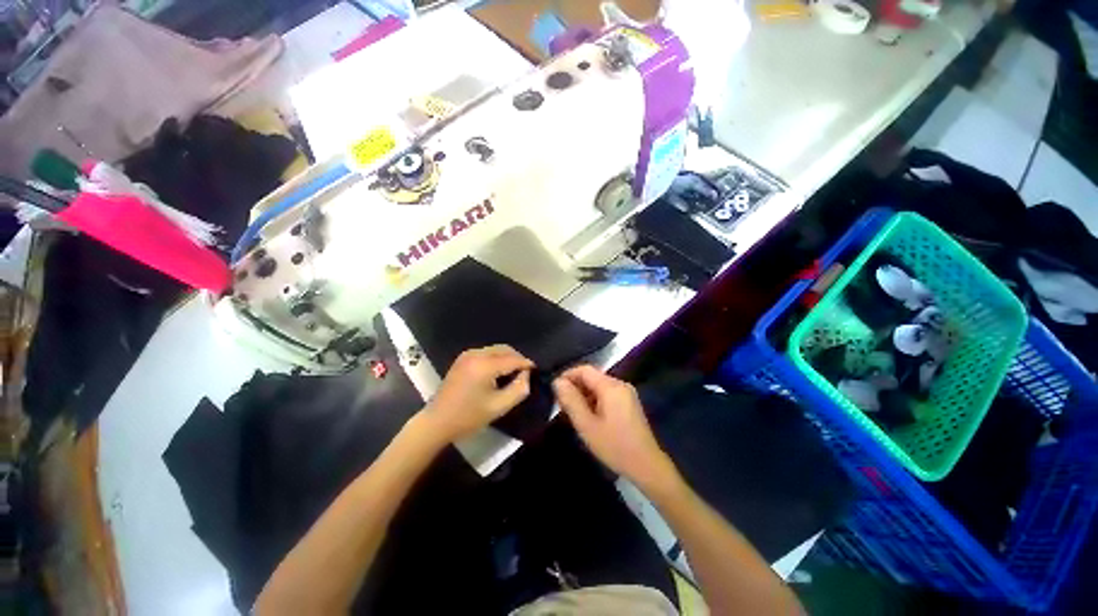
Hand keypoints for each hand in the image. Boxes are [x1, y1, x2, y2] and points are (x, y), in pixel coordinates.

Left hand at [422, 345, 534, 442]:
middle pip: (504, 349)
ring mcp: (467, 354)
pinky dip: (497, 358)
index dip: (526, 363)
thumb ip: (518, 389)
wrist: (437, 422)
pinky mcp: (463, 358)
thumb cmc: (468, 417)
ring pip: (496, 349)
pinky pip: (486, 352)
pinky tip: (499, 371)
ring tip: (514, 372)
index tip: (536, 370)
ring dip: (507, 358)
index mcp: (484, 365)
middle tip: (526, 373)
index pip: (513, 359)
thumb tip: (526, 375)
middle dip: (517, 358)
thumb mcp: (499, 407)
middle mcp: (476, 354)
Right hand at [553, 366, 678, 489]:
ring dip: (584, 394)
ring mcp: (627, 393)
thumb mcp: (587, 425)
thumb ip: (571, 401)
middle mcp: (620, 384)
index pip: (585, 370)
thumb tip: (557, 382)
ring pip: (599, 386)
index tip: (555, 391)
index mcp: (611, 386)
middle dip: (575, 387)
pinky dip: (595, 400)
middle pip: (592, 377)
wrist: (647, 466)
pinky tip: (588, 416)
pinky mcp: (629, 403)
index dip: (567, 376)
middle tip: (561, 404)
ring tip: (572, 412)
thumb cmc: (614, 446)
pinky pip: (607, 394)